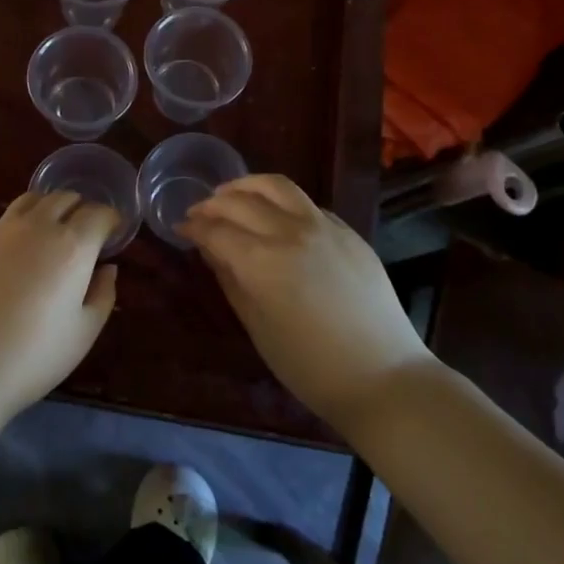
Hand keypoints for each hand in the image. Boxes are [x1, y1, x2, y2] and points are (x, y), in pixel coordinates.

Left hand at [0, 191, 118, 422]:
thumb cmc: (33, 356)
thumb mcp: (83, 333)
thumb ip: (102, 295)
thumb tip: (106, 268)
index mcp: (72, 245)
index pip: (99, 212)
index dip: (111, 219)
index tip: (114, 234)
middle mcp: (38, 226)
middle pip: (65, 198)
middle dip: (82, 209)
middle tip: (87, 234)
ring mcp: (1, 232)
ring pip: (33, 199)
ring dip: (51, 207)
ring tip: (54, 232)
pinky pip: (7, 220)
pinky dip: (24, 223)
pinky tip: (20, 254)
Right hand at [178, 174, 429, 430]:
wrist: (383, 377)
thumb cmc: (310, 366)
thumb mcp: (257, 327)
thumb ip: (231, 280)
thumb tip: (211, 250)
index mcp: (262, 261)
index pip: (216, 230)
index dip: (193, 227)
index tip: (180, 228)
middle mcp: (290, 232)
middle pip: (240, 201)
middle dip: (212, 204)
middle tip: (198, 212)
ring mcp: (323, 227)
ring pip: (276, 186)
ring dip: (246, 185)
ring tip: (231, 194)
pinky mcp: (348, 231)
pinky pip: (306, 203)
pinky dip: (281, 201)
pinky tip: (275, 215)